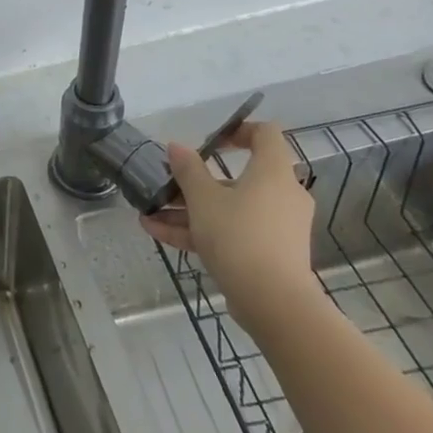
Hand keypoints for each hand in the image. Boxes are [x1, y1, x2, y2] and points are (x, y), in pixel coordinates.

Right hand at [140, 121, 318, 332]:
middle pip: (238, 177)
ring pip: (230, 208)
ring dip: (190, 209)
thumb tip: (176, 146)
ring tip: (150, 213)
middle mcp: (282, 195)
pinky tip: (159, 233)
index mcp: (273, 172)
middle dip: (196, 182)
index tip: (210, 141)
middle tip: (168, 184)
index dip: (238, 131)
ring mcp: (277, 226)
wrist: (273, 301)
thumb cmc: (239, 235)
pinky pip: (233, 232)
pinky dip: (201, 231)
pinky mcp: (270, 253)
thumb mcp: (203, 199)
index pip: (266, 135)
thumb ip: (188, 170)